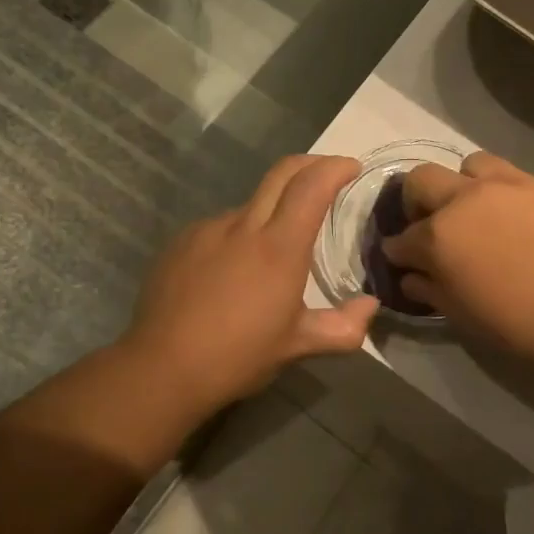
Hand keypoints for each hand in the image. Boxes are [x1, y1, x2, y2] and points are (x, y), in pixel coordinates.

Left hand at [124, 154, 378, 411]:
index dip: (335, 168)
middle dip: (310, 165)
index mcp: (279, 247)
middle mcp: (244, 227)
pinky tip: (234, 269)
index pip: (311, 186)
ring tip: (275, 248)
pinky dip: (239, 234)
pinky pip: (221, 226)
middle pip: (281, 173)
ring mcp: (208, 230)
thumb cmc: (237, 357)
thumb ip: (343, 327)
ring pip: (250, 204)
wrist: (162, 368)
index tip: (351, 167)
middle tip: (328, 176)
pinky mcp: (181, 242)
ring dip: (272, 209)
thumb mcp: (297, 346)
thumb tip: (371, 306)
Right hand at [382, 152, 533, 370]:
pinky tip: (529, 223)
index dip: (398, 251)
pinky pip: (520, 180)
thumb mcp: (465, 317)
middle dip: (416, 200)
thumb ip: (431, 291)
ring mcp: (512, 185)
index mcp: (440, 235)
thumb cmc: (522, 324)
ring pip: (473, 165)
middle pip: (423, 178)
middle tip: (433, 224)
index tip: (403, 260)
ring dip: (466, 185)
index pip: (402, 237)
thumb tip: (411, 278)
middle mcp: (468, 199)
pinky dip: (512, 197)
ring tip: (481, 211)